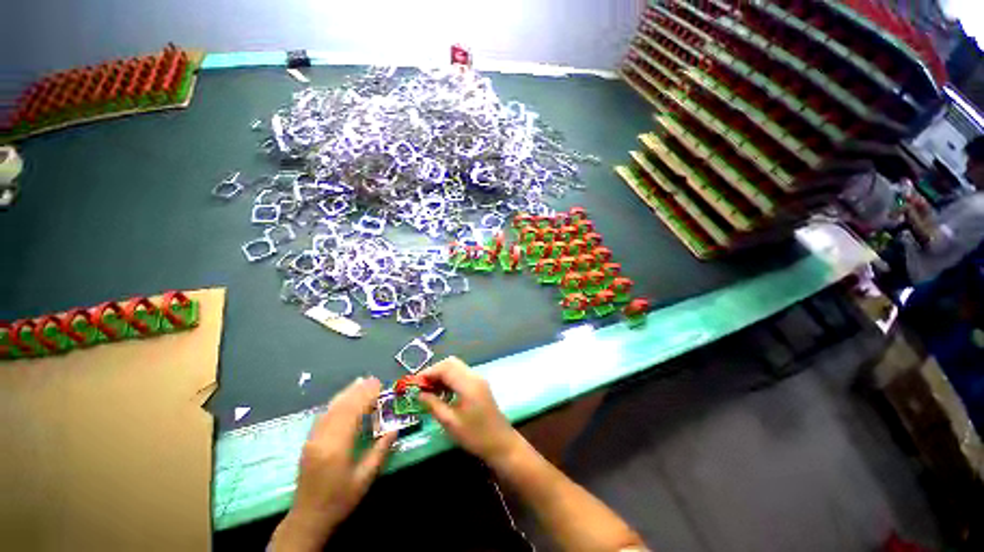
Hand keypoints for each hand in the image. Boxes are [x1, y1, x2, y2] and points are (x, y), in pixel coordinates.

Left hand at [271, 377, 396, 551]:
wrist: (308, 517)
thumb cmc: (339, 499)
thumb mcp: (365, 478)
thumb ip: (380, 451)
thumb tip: (395, 429)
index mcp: (337, 447)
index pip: (352, 412)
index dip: (366, 396)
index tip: (379, 385)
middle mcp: (322, 438)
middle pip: (341, 407)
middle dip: (357, 391)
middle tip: (373, 380)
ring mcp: (313, 439)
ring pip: (330, 409)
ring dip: (346, 393)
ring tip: (360, 382)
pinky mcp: (309, 441)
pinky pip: (323, 415)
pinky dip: (336, 403)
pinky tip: (343, 398)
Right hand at [418, 357, 520, 466]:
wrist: (501, 443)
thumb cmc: (475, 435)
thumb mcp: (450, 422)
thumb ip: (433, 405)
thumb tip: (419, 394)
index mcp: (468, 383)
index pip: (445, 367)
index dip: (428, 372)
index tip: (413, 384)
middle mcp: (474, 376)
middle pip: (451, 363)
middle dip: (434, 371)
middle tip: (421, 386)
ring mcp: (478, 379)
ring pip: (456, 367)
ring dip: (441, 374)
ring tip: (428, 390)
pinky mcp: (479, 385)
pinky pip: (461, 374)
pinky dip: (449, 378)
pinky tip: (441, 392)